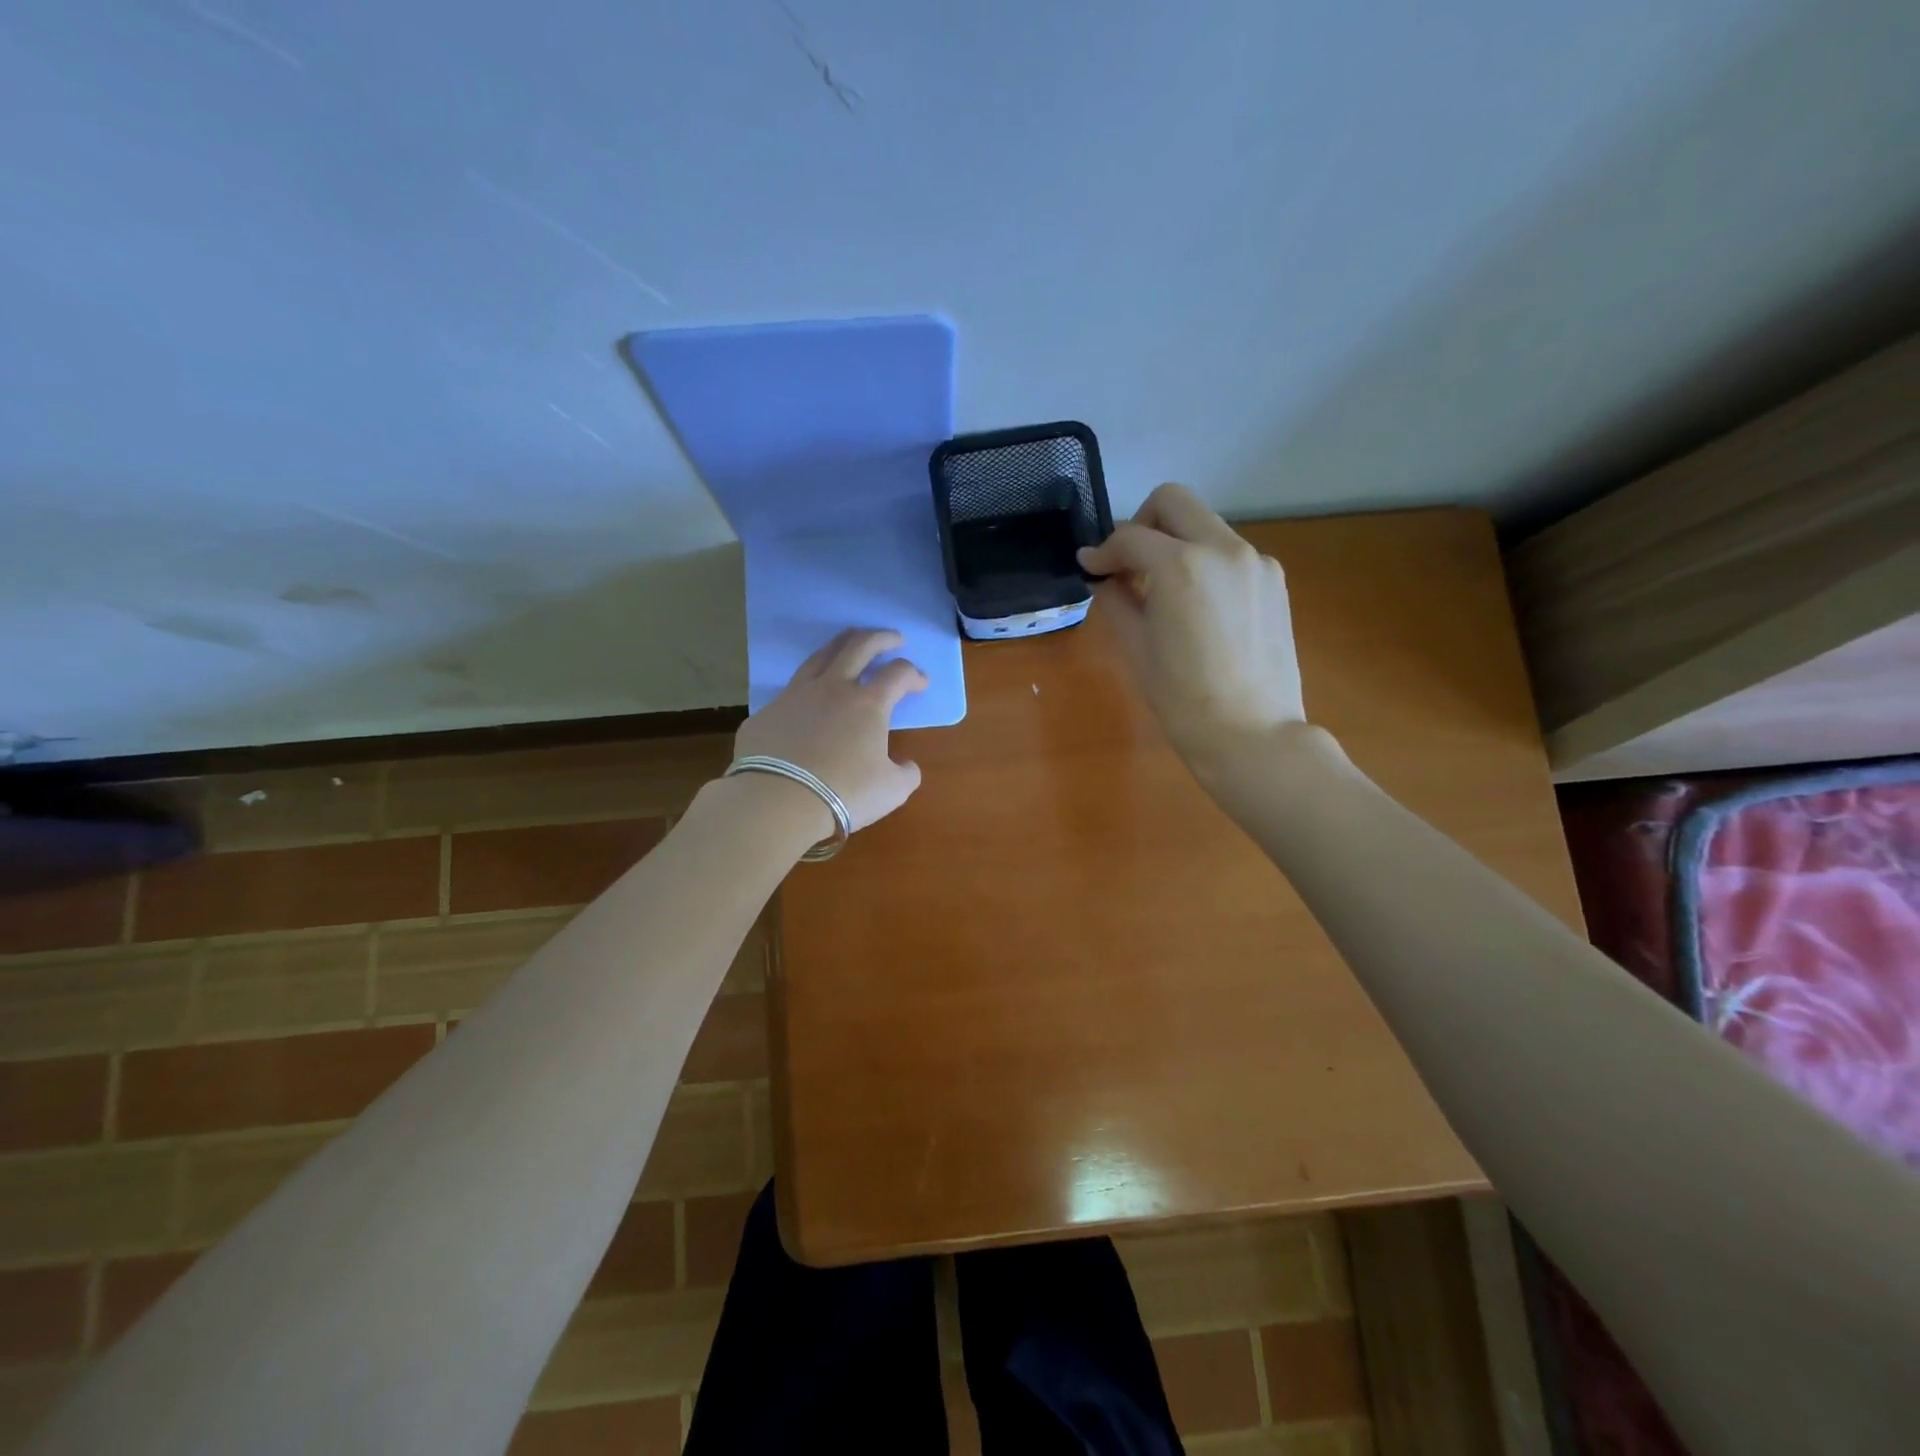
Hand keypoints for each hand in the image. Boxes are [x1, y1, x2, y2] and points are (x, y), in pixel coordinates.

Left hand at [733, 628, 927, 833]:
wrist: (777, 800)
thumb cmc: (843, 792)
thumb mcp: (891, 790)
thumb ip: (906, 774)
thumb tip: (907, 766)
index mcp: (868, 704)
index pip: (898, 673)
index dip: (914, 674)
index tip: (920, 683)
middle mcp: (833, 688)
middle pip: (860, 646)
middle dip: (881, 638)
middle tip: (893, 639)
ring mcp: (796, 695)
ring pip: (821, 655)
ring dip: (842, 644)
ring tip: (850, 644)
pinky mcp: (768, 711)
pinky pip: (792, 688)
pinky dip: (808, 684)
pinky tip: (809, 696)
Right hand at [1077, 483, 1306, 767]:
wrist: (1252, 733)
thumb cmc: (1182, 699)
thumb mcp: (1137, 647)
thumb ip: (1116, 599)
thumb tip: (1103, 576)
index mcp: (1181, 566)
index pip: (1130, 537)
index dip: (1102, 551)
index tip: (1090, 569)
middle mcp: (1223, 548)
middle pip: (1174, 502)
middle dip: (1142, 524)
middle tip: (1127, 563)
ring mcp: (1255, 561)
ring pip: (1205, 525)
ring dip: (1176, 543)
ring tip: (1162, 590)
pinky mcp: (1274, 579)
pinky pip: (1229, 553)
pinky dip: (1204, 563)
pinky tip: (1197, 606)